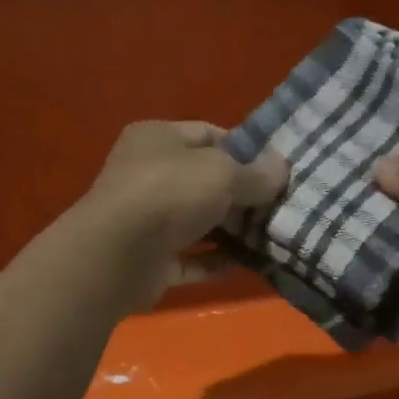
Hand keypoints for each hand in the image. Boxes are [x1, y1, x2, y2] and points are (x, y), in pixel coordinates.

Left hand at [80, 121, 287, 306]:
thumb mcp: (222, 173)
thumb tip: (282, 167)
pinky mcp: (149, 260)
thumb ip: (256, 174)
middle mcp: (147, 175)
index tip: (276, 168)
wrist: (116, 256)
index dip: (244, 150)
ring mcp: (146, 220)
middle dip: (241, 194)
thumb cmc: (169, 194)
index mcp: (157, 139)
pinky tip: (246, 263)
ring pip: (197, 221)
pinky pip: (190, 258)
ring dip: (231, 231)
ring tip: (271, 237)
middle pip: (204, 181)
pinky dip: (214, 261)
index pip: (208, 135)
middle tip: (280, 207)